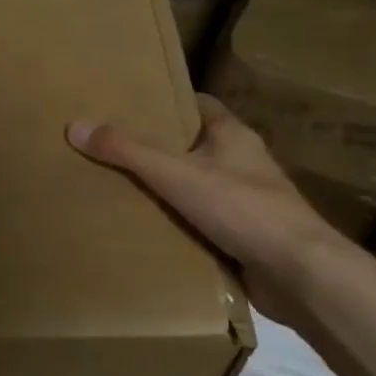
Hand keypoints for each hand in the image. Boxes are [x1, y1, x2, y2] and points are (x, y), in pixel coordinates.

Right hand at [66, 95, 356, 326]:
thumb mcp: (175, 174)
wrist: (299, 274)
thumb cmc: (242, 208)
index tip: (128, 105)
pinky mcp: (243, 236)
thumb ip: (126, 151)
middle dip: (156, 147)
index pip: (198, 105)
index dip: (166, 102)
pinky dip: (177, 223)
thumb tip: (76, 126)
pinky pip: (201, 221)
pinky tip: (145, 229)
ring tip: (117, 188)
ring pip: (196, 186)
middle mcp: (242, 163)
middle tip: (110, 148)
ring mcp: (246, 201)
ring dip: (165, 189)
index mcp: (233, 136)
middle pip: (193, 146)